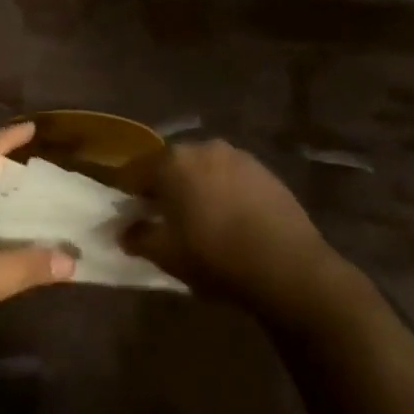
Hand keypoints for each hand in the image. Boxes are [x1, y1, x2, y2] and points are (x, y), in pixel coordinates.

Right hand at [122, 140, 340, 312]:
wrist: (288, 265)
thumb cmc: (215, 256)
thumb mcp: (166, 254)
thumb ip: (138, 236)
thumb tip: (125, 230)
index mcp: (172, 162)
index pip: (134, 170)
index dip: (126, 192)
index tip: (127, 213)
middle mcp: (204, 148)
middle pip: (171, 164)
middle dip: (162, 186)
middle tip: (161, 216)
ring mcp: (238, 156)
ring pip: (203, 168)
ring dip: (195, 186)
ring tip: (198, 217)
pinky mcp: (265, 171)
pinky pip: (231, 177)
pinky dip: (222, 191)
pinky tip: (229, 218)